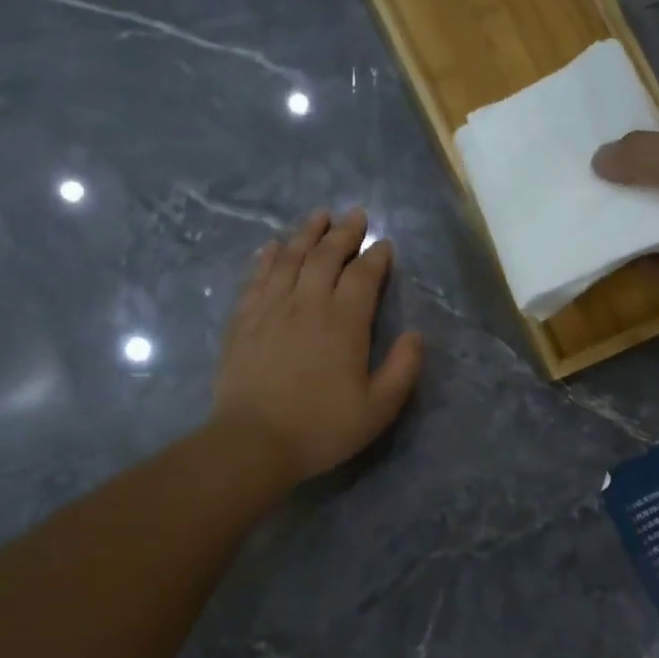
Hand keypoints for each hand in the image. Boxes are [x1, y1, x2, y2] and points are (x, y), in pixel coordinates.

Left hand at [213, 208, 424, 484]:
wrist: (253, 441)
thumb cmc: (321, 428)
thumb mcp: (378, 409)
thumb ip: (403, 369)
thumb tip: (415, 335)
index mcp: (344, 322)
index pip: (364, 275)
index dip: (376, 256)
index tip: (384, 244)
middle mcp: (308, 303)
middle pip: (326, 256)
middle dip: (344, 233)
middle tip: (355, 215)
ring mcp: (271, 308)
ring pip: (291, 258)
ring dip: (307, 233)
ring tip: (319, 216)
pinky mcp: (243, 320)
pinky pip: (257, 277)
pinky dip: (268, 257)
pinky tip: (274, 246)